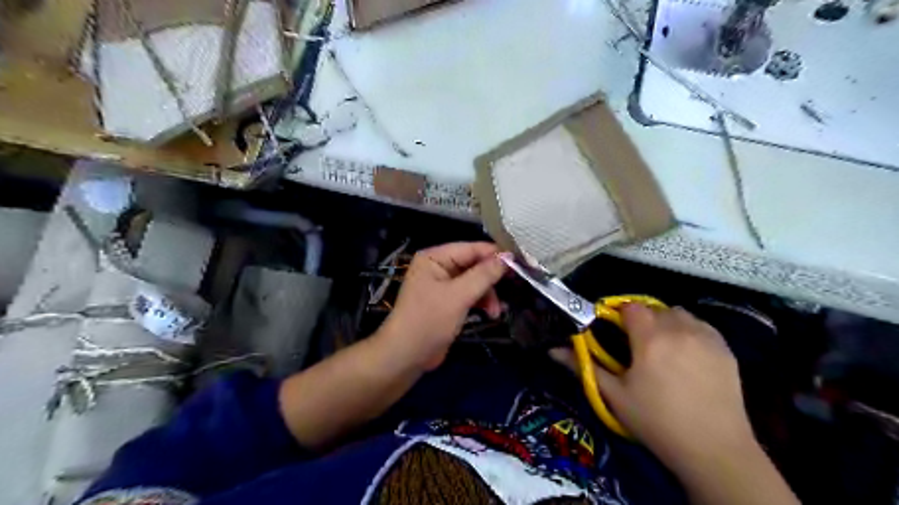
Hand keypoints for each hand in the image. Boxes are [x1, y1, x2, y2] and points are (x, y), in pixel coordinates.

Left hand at [376, 243, 504, 373]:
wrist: (406, 356)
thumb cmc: (429, 320)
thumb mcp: (459, 296)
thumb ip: (484, 275)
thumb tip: (507, 257)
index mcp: (435, 257)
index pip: (471, 248)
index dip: (495, 254)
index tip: (521, 262)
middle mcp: (438, 266)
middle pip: (474, 264)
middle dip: (492, 279)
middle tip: (514, 286)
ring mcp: (443, 284)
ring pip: (475, 281)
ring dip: (488, 294)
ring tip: (495, 312)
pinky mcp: (447, 301)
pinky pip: (470, 294)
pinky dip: (481, 302)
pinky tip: (491, 314)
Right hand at [551, 305, 752, 471]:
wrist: (714, 450)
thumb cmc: (656, 422)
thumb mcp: (614, 395)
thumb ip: (583, 366)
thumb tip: (552, 350)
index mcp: (650, 338)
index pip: (630, 307)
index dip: (619, 315)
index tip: (614, 331)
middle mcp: (679, 329)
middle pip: (654, 308)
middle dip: (642, 319)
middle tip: (636, 345)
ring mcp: (706, 337)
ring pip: (679, 313)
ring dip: (665, 322)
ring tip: (662, 347)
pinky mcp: (726, 349)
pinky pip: (701, 325)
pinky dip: (688, 330)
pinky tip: (687, 354)